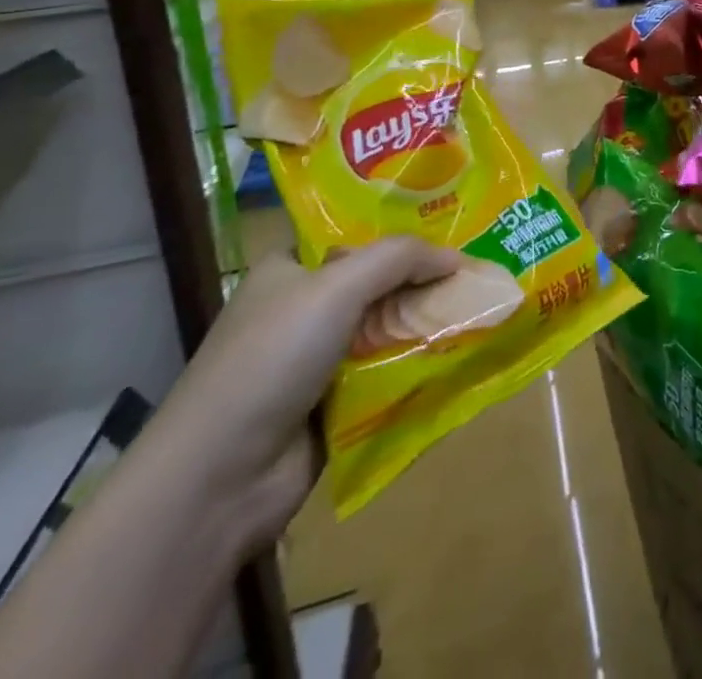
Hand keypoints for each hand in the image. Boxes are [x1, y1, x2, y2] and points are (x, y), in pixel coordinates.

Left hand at [144, 238, 460, 550]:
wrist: (219, 480)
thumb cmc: (271, 360)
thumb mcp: (337, 288)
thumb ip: (399, 258)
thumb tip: (457, 256)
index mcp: (288, 271)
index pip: (352, 234)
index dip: (399, 228)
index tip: (451, 223)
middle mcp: (302, 309)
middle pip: (376, 281)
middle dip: (422, 277)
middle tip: (479, 265)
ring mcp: (316, 359)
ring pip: (386, 327)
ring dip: (425, 322)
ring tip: (482, 305)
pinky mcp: (333, 404)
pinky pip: (387, 372)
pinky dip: (416, 365)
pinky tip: (460, 351)